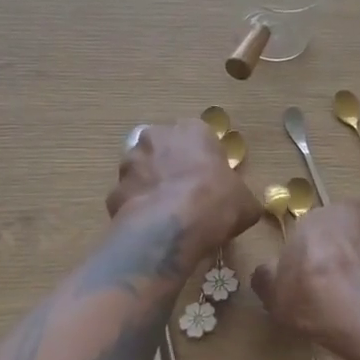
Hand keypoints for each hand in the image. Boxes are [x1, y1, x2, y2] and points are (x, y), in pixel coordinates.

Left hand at [108, 120, 260, 256]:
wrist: (170, 228)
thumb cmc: (215, 203)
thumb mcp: (245, 202)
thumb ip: (240, 196)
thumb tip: (241, 205)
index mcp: (192, 130)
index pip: (199, 138)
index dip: (205, 161)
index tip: (211, 182)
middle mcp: (157, 137)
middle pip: (166, 149)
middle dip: (173, 167)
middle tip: (187, 195)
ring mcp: (130, 162)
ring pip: (142, 171)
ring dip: (152, 186)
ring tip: (166, 215)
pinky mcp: (113, 190)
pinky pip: (129, 197)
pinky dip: (137, 209)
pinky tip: (150, 228)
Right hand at [251, 200, 359, 359]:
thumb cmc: (313, 299)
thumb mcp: (273, 294)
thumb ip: (268, 275)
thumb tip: (268, 271)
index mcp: (316, 216)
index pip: (313, 231)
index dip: (314, 255)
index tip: (314, 279)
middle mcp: (353, 210)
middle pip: (348, 228)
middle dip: (346, 249)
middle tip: (342, 282)